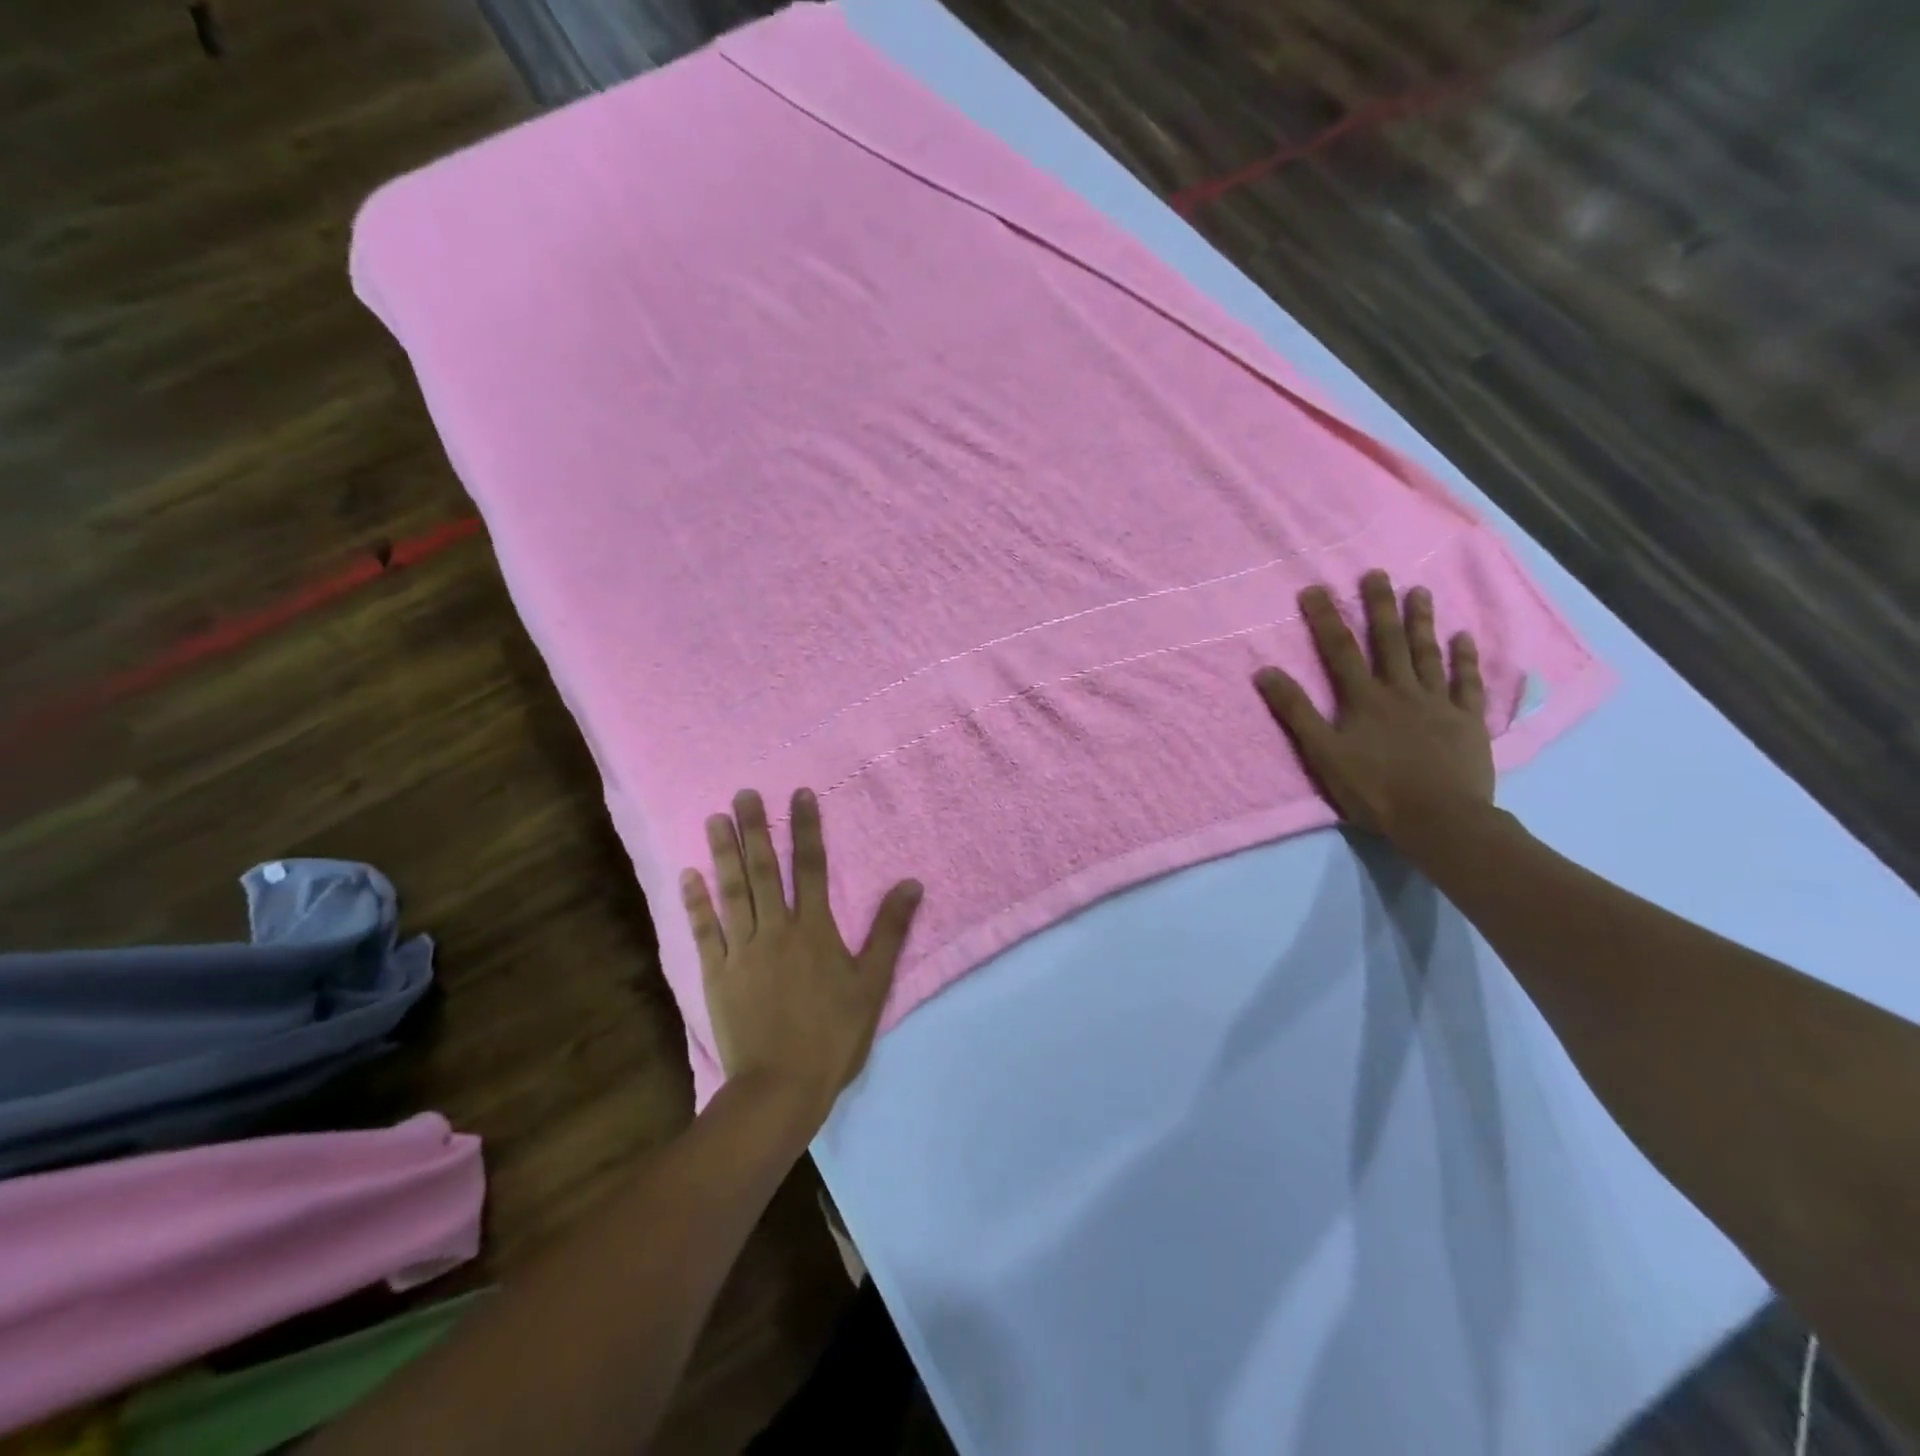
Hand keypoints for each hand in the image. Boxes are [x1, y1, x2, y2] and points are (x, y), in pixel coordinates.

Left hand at [682, 789, 922, 1123]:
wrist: (780, 1089)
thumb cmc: (833, 1036)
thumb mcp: (873, 984)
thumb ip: (890, 932)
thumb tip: (911, 884)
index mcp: (814, 929)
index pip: (811, 866)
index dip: (806, 828)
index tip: (800, 794)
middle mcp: (776, 929)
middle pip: (764, 870)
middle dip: (755, 829)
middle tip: (743, 794)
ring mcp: (742, 951)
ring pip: (732, 892)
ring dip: (722, 854)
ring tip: (714, 820)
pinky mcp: (717, 974)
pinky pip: (705, 932)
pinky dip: (695, 903)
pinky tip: (687, 876)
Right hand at [1254, 570, 1494, 850]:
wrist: (1440, 819)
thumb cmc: (1375, 789)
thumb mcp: (1323, 754)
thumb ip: (1296, 712)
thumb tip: (1265, 672)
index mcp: (1363, 699)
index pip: (1339, 650)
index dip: (1325, 619)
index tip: (1315, 589)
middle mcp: (1401, 691)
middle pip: (1388, 642)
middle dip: (1379, 606)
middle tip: (1376, 574)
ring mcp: (1438, 703)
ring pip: (1428, 654)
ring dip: (1421, 622)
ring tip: (1419, 591)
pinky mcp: (1467, 720)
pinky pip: (1467, 683)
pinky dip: (1465, 659)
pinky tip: (1463, 637)